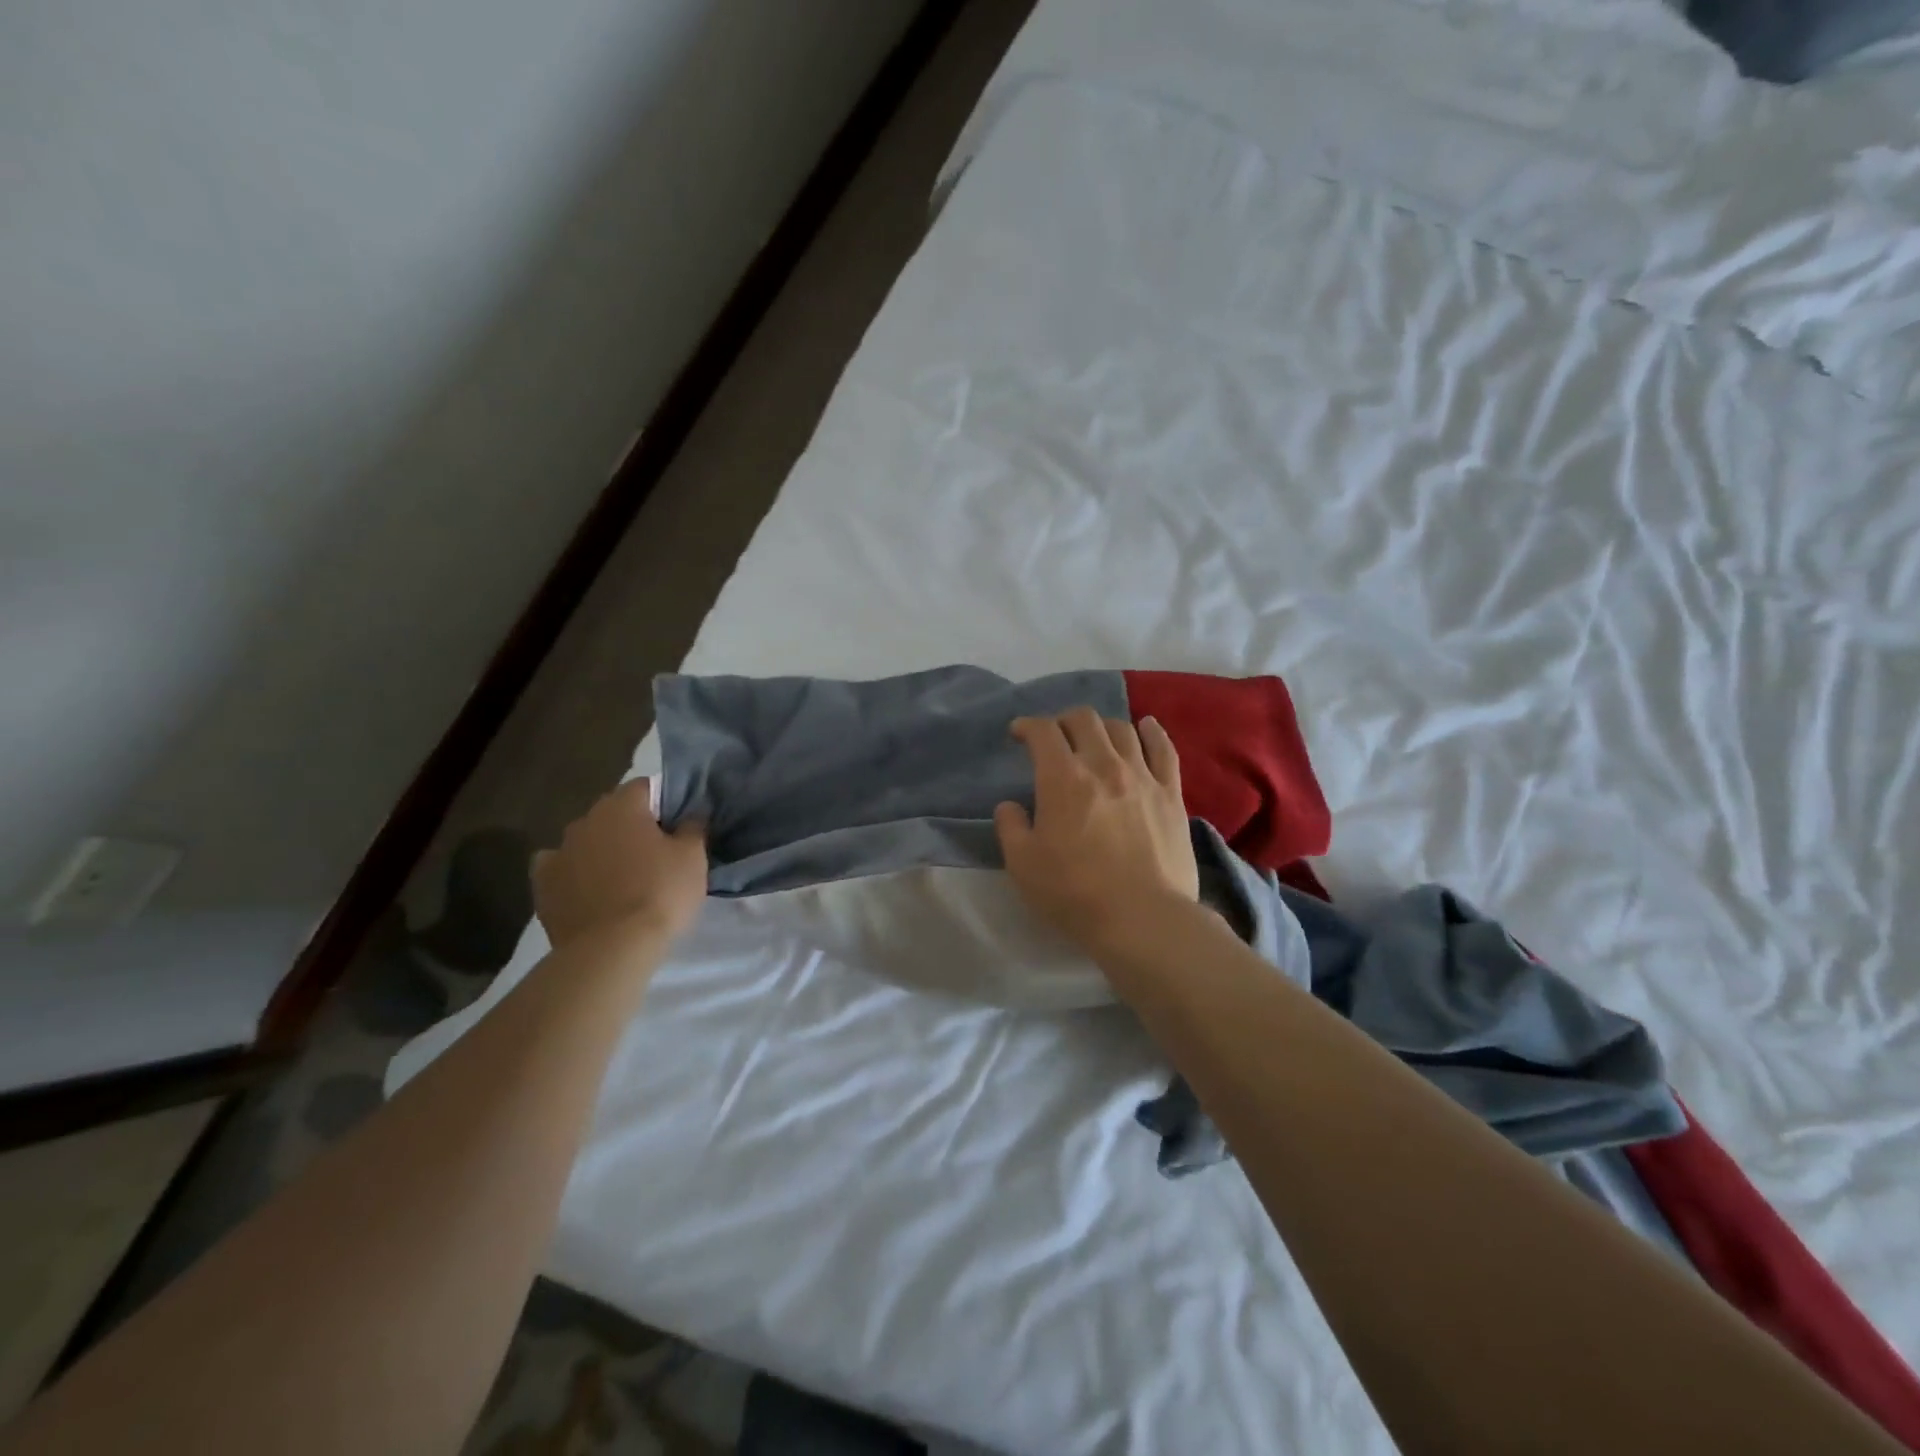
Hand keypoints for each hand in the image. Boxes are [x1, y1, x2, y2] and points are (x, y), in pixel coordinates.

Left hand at [532, 779, 707, 947]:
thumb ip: (693, 827)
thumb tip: (691, 813)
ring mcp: (558, 852)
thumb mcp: (693, 857)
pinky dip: (573, 872)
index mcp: (622, 807)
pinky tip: (586, 888)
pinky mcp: (542, 885)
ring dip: (602, 848)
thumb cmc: (660, 893)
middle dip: (632, 825)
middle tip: (655, 851)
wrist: (611, 948)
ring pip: (586, 839)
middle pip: (613, 812)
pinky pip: (559, 867)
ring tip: (623, 875)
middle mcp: (585, 820)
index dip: (664, 802)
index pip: (645, 787)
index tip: (678, 824)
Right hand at [994, 708, 1198, 950]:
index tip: (1019, 734)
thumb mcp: (1023, 865)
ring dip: (1101, 727)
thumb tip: (1010, 806)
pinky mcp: (1171, 794)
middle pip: (1084, 720)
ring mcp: (1142, 776)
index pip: (1043, 732)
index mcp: (1063, 778)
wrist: (1142, 918)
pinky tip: (1145, 726)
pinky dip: (1152, 732)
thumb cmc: (1075, 893)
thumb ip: (1010, 827)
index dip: (1027, 726)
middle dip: (1063, 721)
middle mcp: (1103, 765)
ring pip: (1122, 729)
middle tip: (1055, 738)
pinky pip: (1164, 749)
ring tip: (1094, 740)